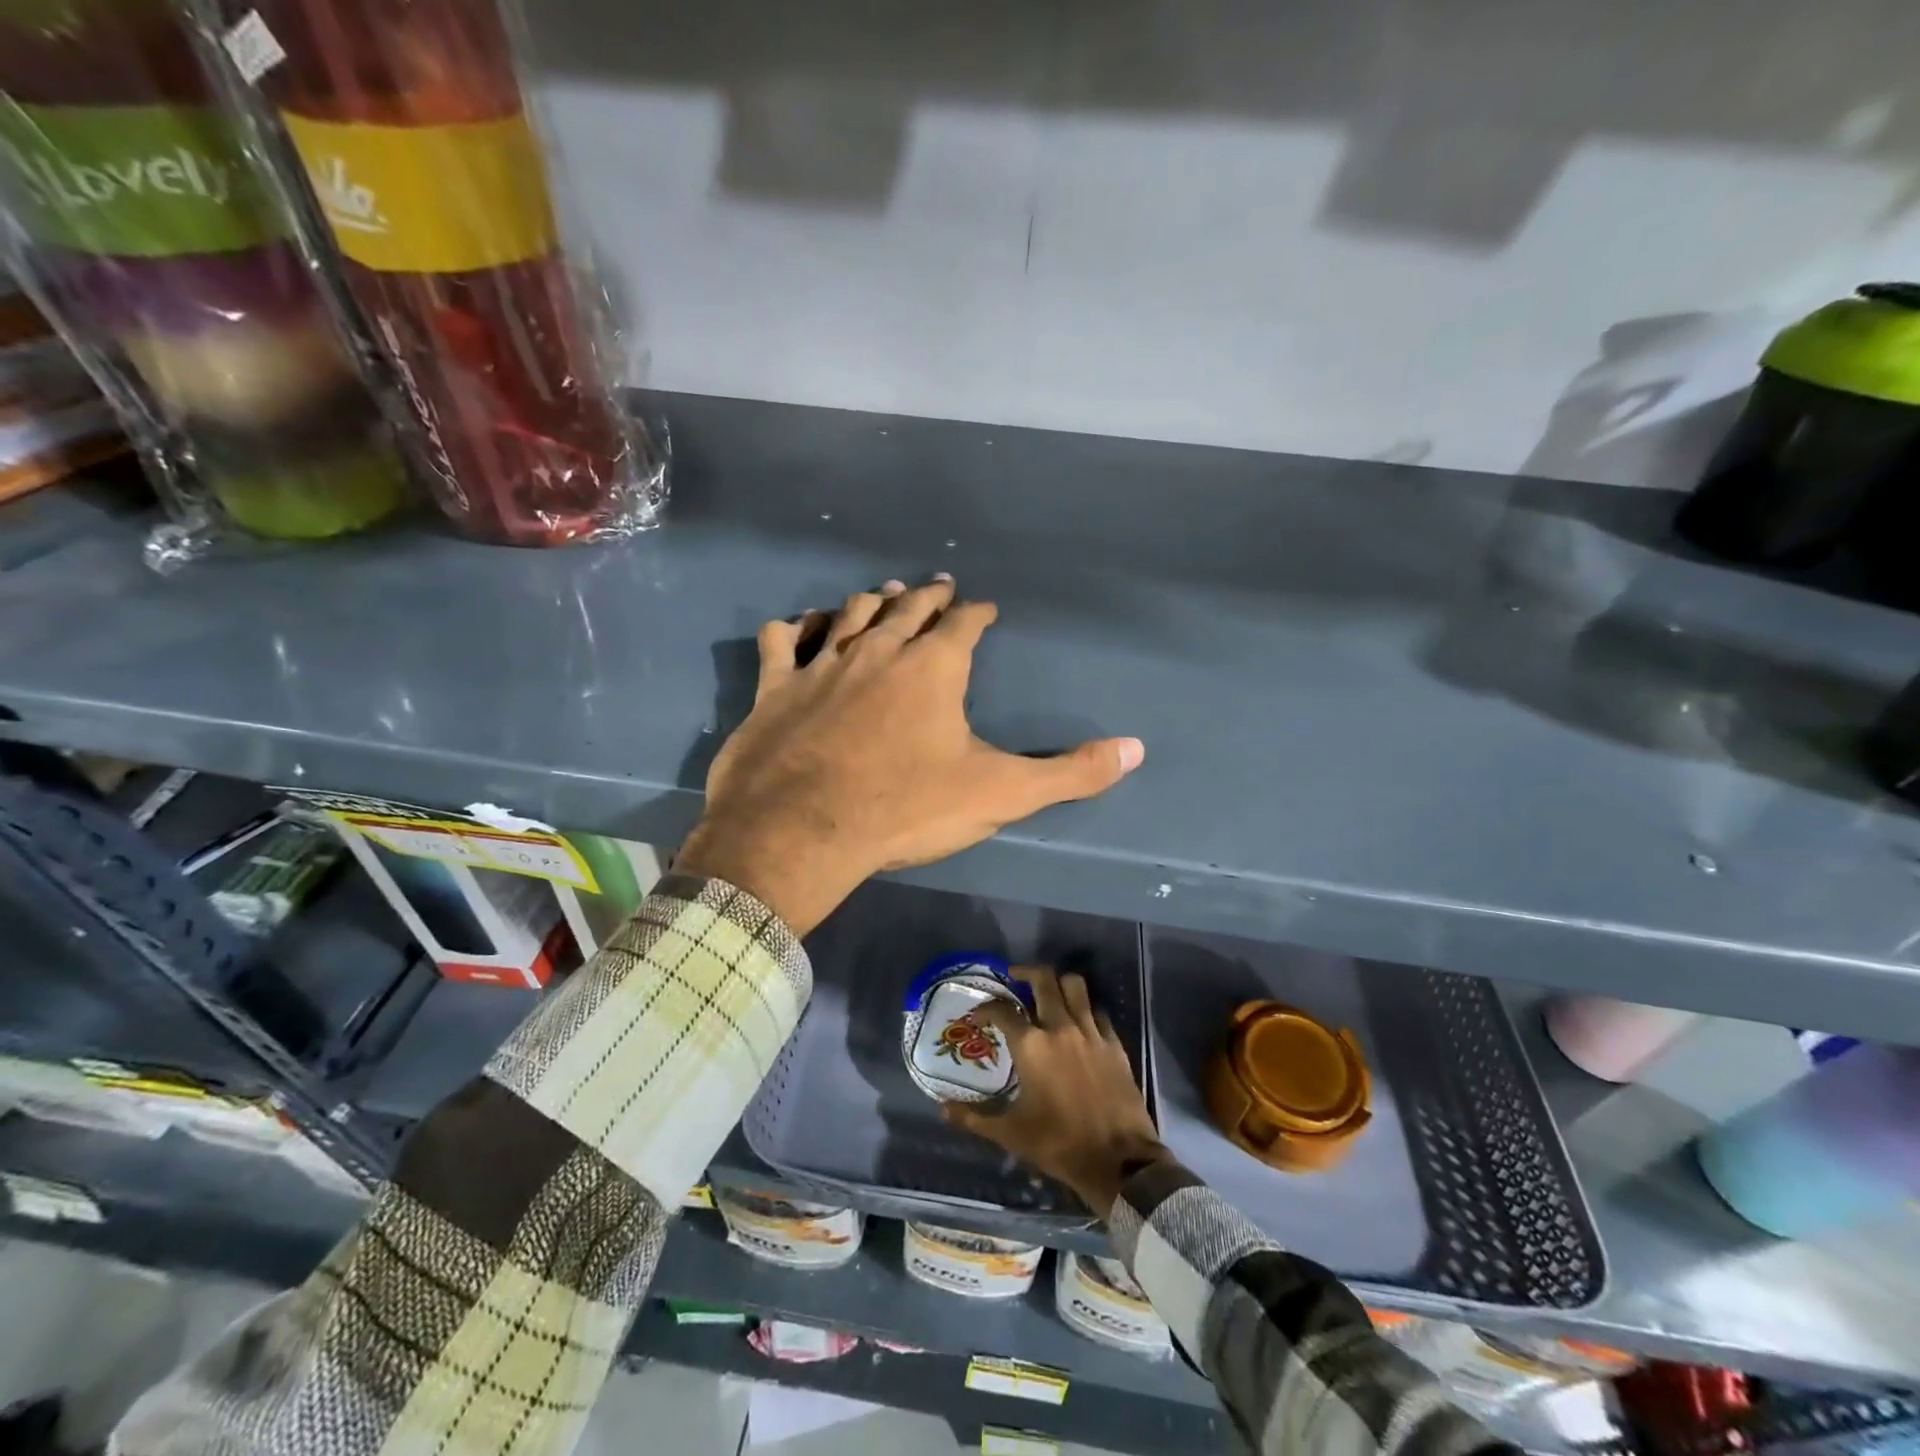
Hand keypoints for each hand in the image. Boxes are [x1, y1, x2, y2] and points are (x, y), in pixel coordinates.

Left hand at [674, 577, 1144, 936]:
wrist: (801, 830)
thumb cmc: (905, 808)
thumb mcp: (999, 794)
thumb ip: (1069, 773)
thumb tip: (1136, 749)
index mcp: (934, 667)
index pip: (965, 623)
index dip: (979, 613)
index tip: (986, 608)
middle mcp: (879, 650)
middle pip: (910, 608)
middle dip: (929, 596)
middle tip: (939, 586)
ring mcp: (822, 663)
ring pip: (850, 614)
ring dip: (872, 600)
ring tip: (885, 593)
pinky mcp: (776, 686)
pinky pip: (783, 640)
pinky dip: (794, 628)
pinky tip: (800, 626)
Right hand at [943, 965, 1169, 1215]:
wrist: (1118, 1160)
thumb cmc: (1059, 1144)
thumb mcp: (1011, 1134)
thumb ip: (974, 1118)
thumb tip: (943, 1109)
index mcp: (1031, 1045)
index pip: (1002, 1010)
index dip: (986, 1007)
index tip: (978, 1015)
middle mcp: (1060, 1028)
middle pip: (1044, 980)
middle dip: (1025, 972)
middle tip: (1014, 977)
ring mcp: (1091, 1033)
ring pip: (1075, 986)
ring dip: (1058, 983)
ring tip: (1047, 991)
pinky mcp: (1114, 1044)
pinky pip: (1098, 1012)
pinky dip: (1085, 1010)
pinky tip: (1078, 1023)